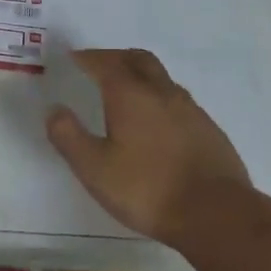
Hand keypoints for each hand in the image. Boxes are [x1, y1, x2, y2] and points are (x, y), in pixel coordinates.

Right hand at [45, 48, 253, 248]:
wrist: (216, 213)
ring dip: (140, 74)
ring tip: (126, 90)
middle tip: (99, 64)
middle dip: (115, 57)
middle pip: (137, 59)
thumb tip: (54, 109)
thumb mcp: (95, 169)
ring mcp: (190, 108)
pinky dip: (160, 97)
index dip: (87, 58)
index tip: (74, 57)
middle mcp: (161, 92)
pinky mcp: (208, 128)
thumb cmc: (148, 190)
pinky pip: (178, 99)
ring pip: (161, 77)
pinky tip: (157, 121)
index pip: (105, 63)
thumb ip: (69, 137)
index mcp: (130, 95)